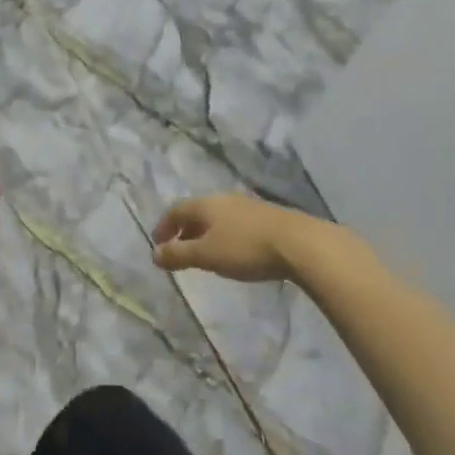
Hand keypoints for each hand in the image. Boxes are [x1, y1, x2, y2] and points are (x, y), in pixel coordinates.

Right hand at [151, 193, 305, 282]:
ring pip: (218, 217)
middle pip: (197, 212)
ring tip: (205, 254)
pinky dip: (225, 235)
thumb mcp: (207, 255)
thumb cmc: (246, 248)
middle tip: (179, 250)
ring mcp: (248, 206)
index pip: (176, 210)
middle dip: (185, 230)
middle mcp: (225, 199)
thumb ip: (179, 255)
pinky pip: (236, 223)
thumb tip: (154, 254)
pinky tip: (234, 251)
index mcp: (206, 204)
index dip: (164, 226)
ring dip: (206, 233)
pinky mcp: (268, 217)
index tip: (157, 244)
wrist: (300, 244)